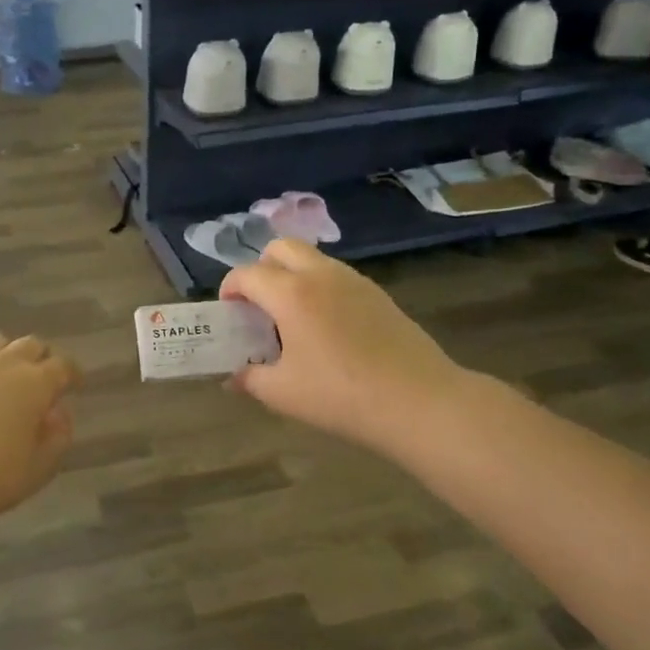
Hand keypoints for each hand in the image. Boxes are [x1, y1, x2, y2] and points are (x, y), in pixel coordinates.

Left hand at [0, 333, 80, 534]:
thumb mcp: (39, 469)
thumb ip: (58, 437)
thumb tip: (59, 413)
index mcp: (34, 383)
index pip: (63, 365)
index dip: (72, 373)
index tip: (74, 384)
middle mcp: (3, 362)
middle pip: (31, 345)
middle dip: (42, 359)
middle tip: (41, 381)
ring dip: (7, 354)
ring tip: (4, 377)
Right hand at [222, 240, 466, 457]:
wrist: (420, 401)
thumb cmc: (341, 395)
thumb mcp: (283, 393)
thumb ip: (250, 379)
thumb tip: (232, 378)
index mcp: (291, 293)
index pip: (247, 274)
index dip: (230, 289)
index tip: (229, 312)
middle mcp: (320, 275)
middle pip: (281, 248)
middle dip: (261, 268)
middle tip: (258, 304)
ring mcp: (354, 281)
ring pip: (312, 258)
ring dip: (292, 276)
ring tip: (291, 318)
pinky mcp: (378, 294)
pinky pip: (336, 276)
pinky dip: (319, 288)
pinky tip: (325, 328)